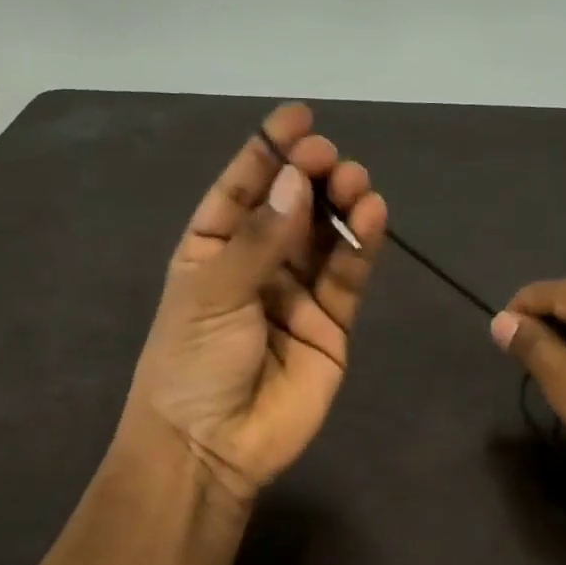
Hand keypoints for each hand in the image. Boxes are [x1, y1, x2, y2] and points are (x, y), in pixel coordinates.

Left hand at [118, 103, 387, 503]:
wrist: (211, 448)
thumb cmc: (192, 364)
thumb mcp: (213, 292)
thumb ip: (261, 239)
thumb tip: (298, 181)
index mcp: (212, 250)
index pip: (242, 190)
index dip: (269, 152)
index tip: (299, 117)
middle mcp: (257, 265)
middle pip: (291, 208)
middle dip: (311, 177)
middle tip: (330, 159)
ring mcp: (297, 295)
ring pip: (326, 238)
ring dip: (342, 206)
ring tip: (356, 183)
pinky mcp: (332, 325)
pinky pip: (349, 277)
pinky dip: (363, 246)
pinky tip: (373, 215)